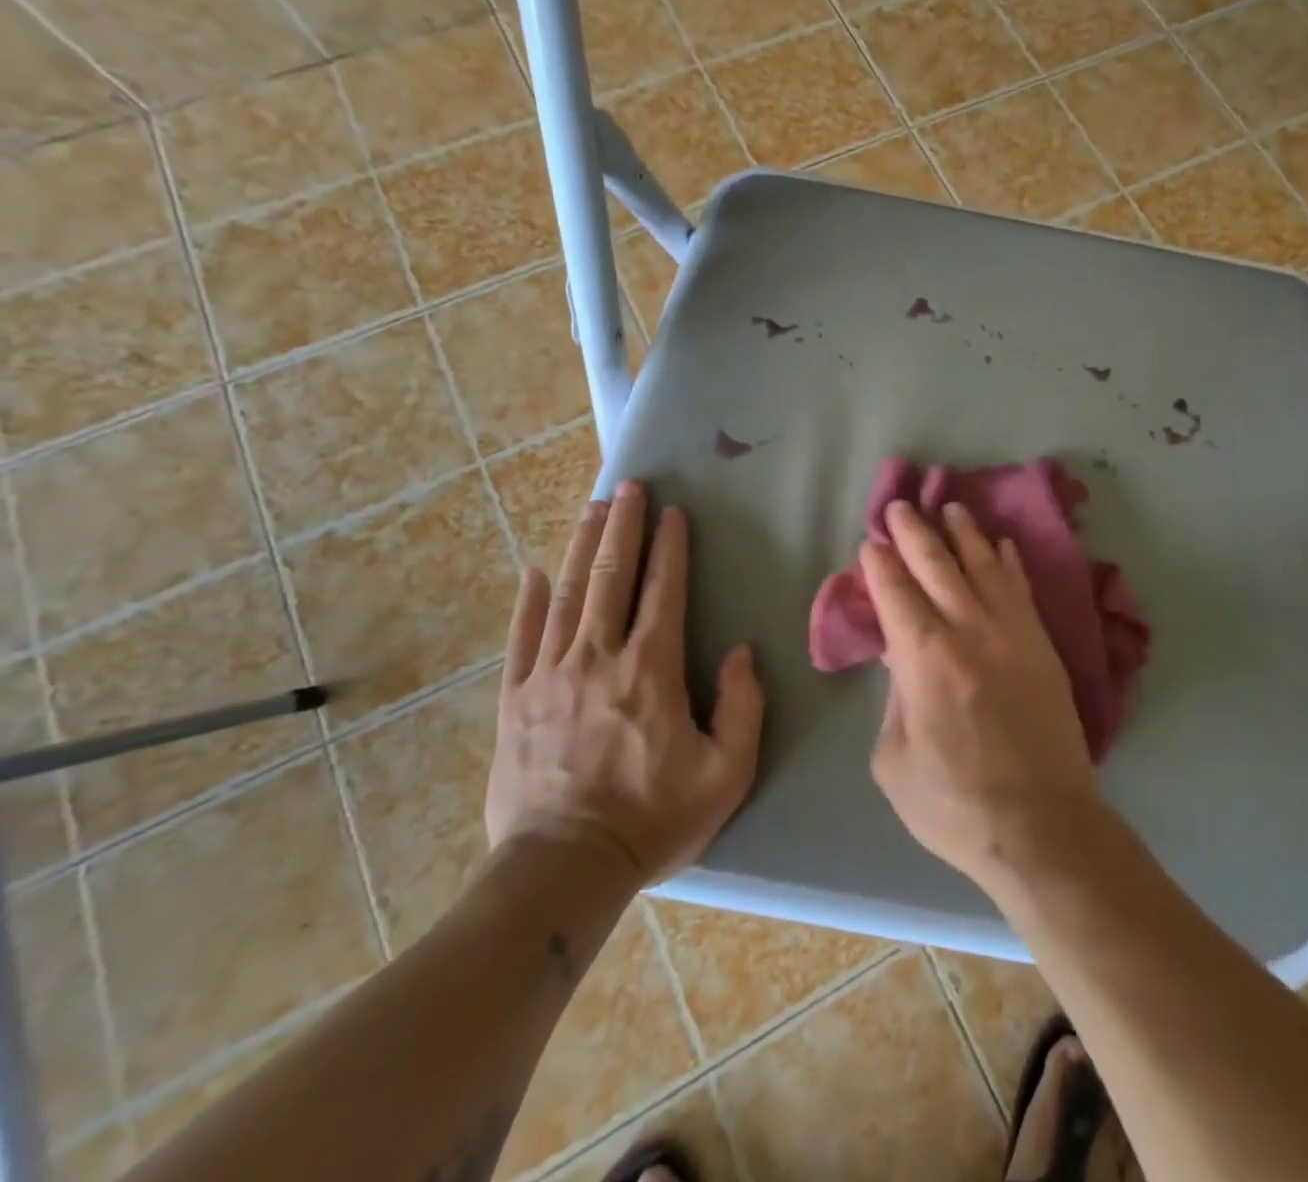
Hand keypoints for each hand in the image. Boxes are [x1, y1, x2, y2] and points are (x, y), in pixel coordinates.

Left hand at [485, 481, 763, 887]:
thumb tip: (740, 652)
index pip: (664, 592)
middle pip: (612, 578)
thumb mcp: (726, 772)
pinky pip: (522, 638)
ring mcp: (549, 676)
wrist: (562, 870)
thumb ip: (742, 705)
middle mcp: (598, 658)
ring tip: (592, 510)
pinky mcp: (514, 700)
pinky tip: (533, 571)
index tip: (673, 513)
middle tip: (628, 487)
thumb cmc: (654, 819)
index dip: (670, 548)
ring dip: (583, 548)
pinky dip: (529, 601)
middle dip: (623, 527)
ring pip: (568, 595)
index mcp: (651, 670)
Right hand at [864, 501, 1103, 887]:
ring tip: (950, 508)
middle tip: (900, 506)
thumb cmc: (954, 804)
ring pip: (984, 565)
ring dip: (964, 533)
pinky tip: (1003, 545)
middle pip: (936, 565)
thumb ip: (893, 702)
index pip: (895, 593)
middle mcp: (967, 630)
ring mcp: (1012, 633)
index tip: (871, 541)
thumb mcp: (894, 761)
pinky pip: (1022, 590)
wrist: (1041, 825)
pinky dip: (1010, 562)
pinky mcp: (1042, 646)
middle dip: (914, 532)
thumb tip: (902, 663)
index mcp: (922, 659)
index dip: (880, 563)